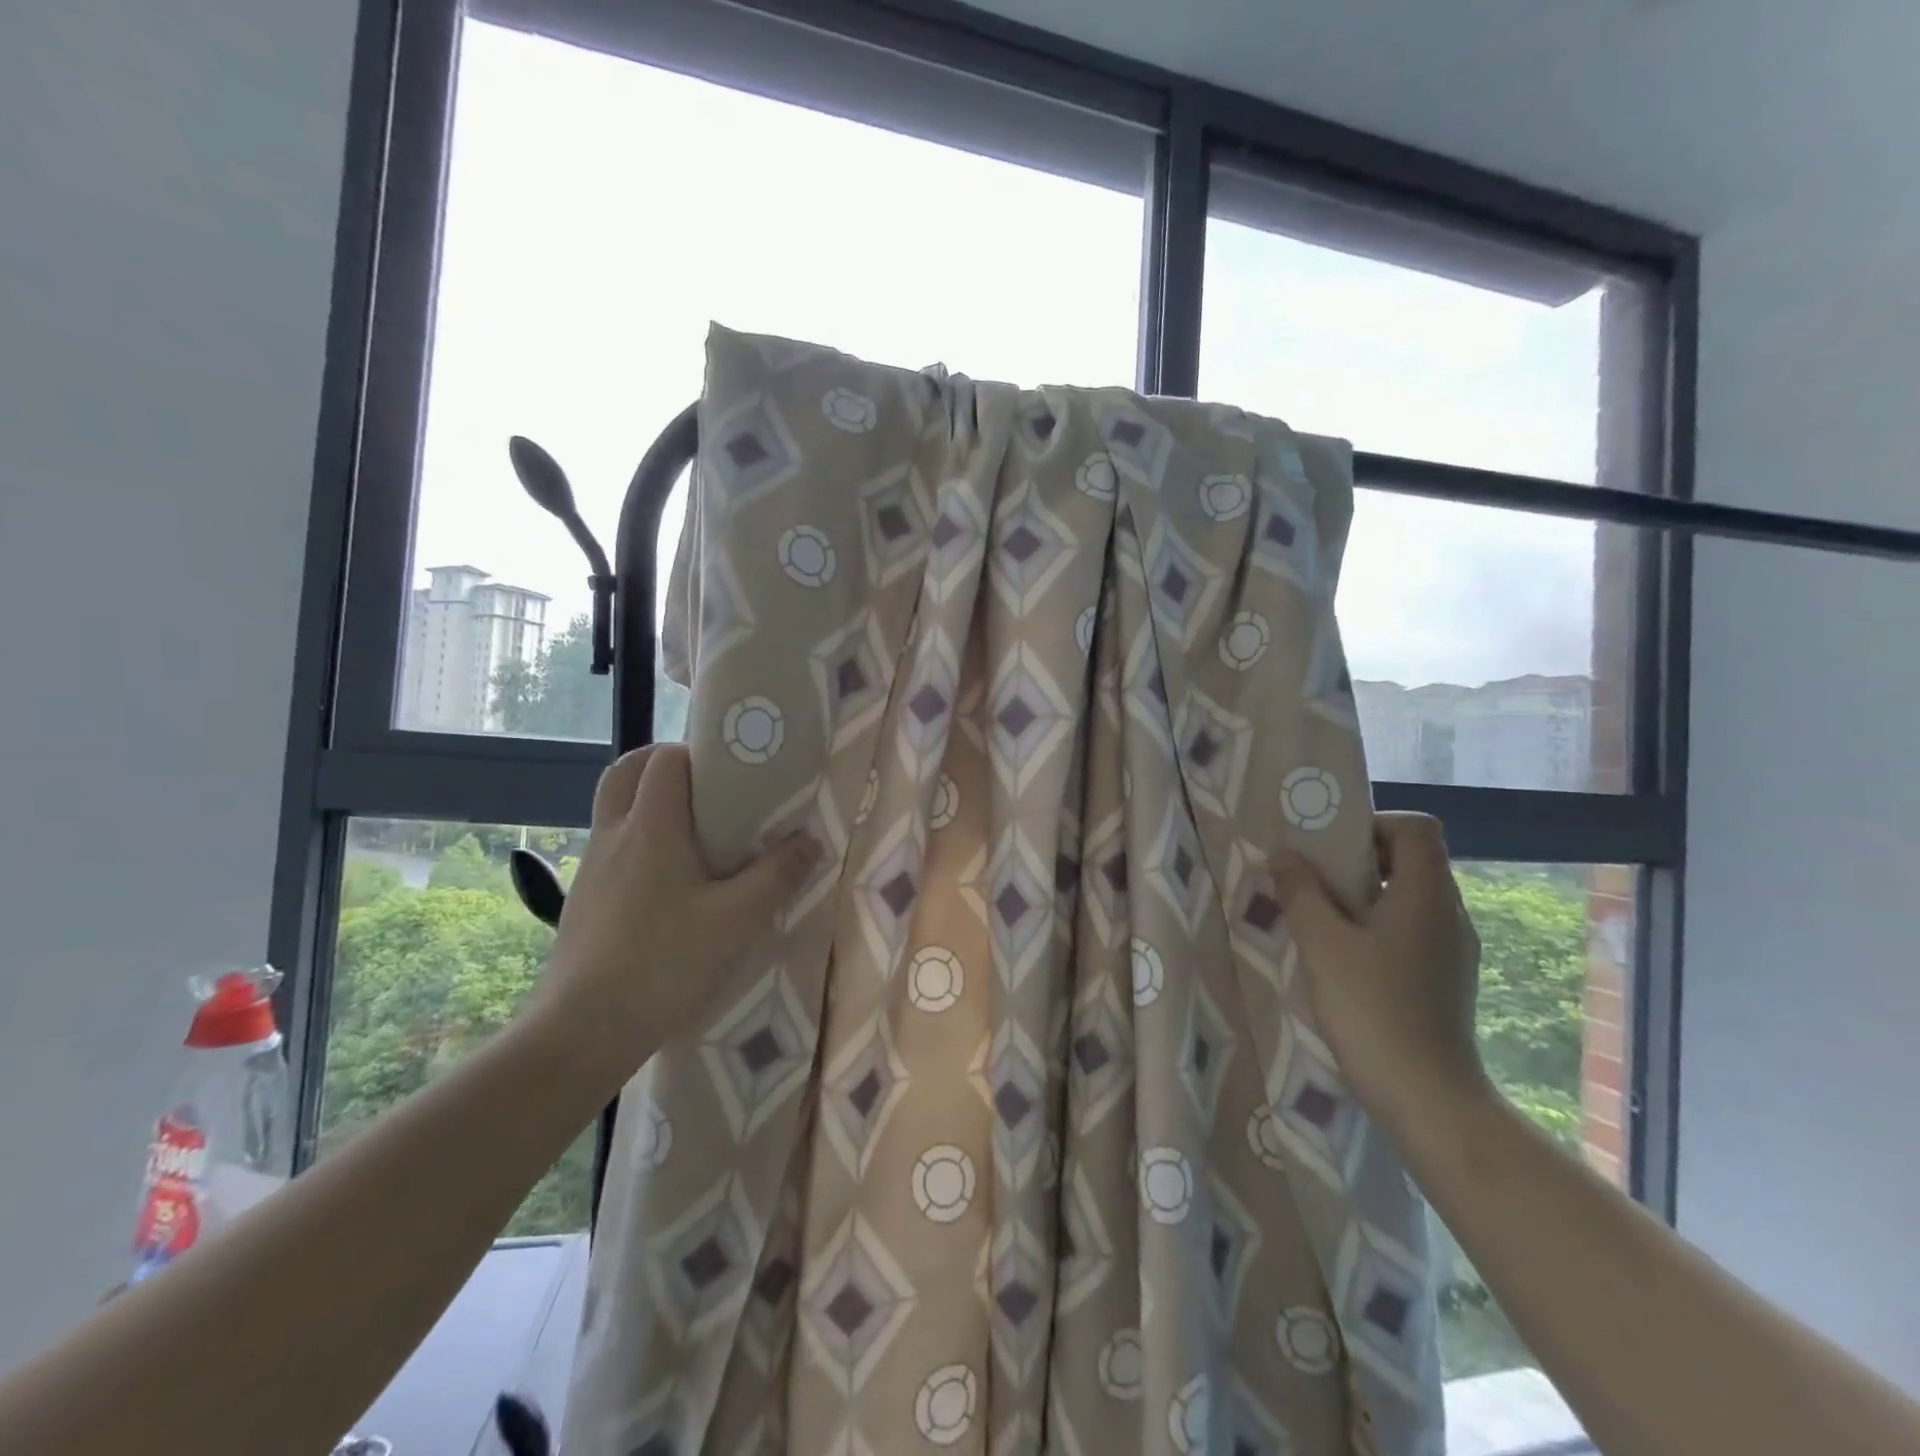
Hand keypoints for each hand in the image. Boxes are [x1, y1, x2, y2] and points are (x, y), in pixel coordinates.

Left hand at [529, 744, 818, 1081]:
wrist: (582, 1031)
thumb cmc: (664, 963)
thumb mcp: (737, 921)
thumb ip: (778, 875)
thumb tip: (810, 841)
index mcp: (651, 827)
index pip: (664, 759)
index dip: (696, 753)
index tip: (731, 773)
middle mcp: (614, 834)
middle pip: (627, 771)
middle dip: (664, 765)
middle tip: (706, 789)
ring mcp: (592, 867)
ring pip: (615, 808)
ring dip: (649, 802)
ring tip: (694, 834)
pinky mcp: (583, 898)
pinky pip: (611, 845)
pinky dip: (638, 840)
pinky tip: (668, 882)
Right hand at [1270, 813, 1488, 1122]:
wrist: (1428, 1099)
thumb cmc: (1373, 1009)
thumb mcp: (1322, 943)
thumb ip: (1301, 891)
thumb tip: (1285, 855)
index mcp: (1427, 895)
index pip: (1417, 827)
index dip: (1374, 824)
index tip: (1331, 850)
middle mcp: (1448, 914)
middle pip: (1411, 859)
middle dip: (1358, 860)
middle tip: (1312, 881)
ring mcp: (1452, 949)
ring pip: (1408, 897)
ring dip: (1363, 896)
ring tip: (1319, 920)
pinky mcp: (1444, 979)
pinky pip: (1409, 930)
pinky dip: (1375, 927)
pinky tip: (1343, 959)